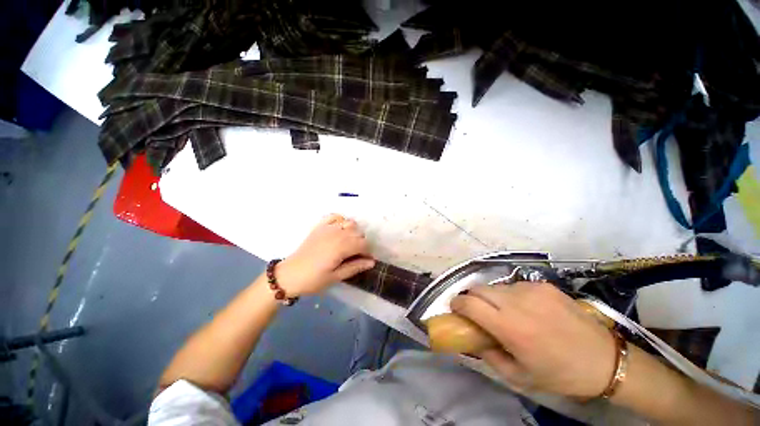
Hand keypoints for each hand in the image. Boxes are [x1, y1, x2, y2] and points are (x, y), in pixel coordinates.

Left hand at [275, 214, 375, 295]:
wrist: (289, 275)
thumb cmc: (313, 279)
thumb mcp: (336, 277)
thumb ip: (355, 267)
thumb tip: (372, 262)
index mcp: (341, 246)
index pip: (363, 244)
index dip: (368, 252)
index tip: (365, 261)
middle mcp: (337, 233)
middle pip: (358, 232)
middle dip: (361, 243)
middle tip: (356, 255)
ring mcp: (327, 228)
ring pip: (350, 223)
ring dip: (354, 232)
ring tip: (349, 243)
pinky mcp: (320, 226)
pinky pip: (335, 216)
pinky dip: (341, 220)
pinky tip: (340, 230)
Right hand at [451, 282, 615, 397]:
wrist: (605, 360)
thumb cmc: (559, 374)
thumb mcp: (519, 376)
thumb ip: (489, 355)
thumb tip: (472, 338)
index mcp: (510, 327)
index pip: (470, 303)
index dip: (457, 303)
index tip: (455, 308)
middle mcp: (516, 302)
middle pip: (478, 289)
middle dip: (471, 298)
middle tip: (477, 312)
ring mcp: (531, 289)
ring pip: (496, 286)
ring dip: (492, 297)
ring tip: (505, 312)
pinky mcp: (543, 285)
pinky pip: (514, 286)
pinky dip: (511, 296)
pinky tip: (526, 309)